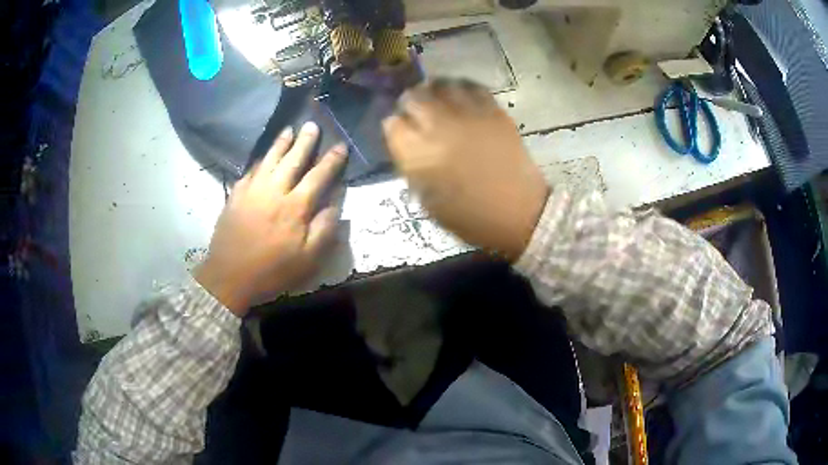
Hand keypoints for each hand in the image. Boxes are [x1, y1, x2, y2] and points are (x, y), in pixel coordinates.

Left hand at [194, 122, 345, 315]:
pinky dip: (260, 160)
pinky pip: (251, 170)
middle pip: (293, 159)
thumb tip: (335, 205)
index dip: (331, 160)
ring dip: (281, 143)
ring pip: (269, 159)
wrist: (229, 276)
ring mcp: (252, 190)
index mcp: (295, 207)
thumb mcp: (308, 260)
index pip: (318, 176)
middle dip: (305, 141)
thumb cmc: (272, 271)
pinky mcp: (236, 195)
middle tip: (312, 125)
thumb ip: (324, 230)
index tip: (340, 145)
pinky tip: (264, 156)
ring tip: (289, 129)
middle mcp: (274, 191)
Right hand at [383, 78, 549, 259]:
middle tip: (416, 112)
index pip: (392, 124)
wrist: (517, 213)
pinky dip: (462, 90)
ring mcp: (468, 115)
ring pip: (441, 85)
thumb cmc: (469, 215)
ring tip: (438, 101)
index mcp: (418, 153)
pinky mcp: (493, 111)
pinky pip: (471, 87)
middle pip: (413, 97)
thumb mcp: (427, 199)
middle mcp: (438, 126)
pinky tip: (462, 99)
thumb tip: (407, 143)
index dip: (395, 126)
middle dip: (410, 103)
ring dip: (435, 92)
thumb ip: (411, 165)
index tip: (400, 131)